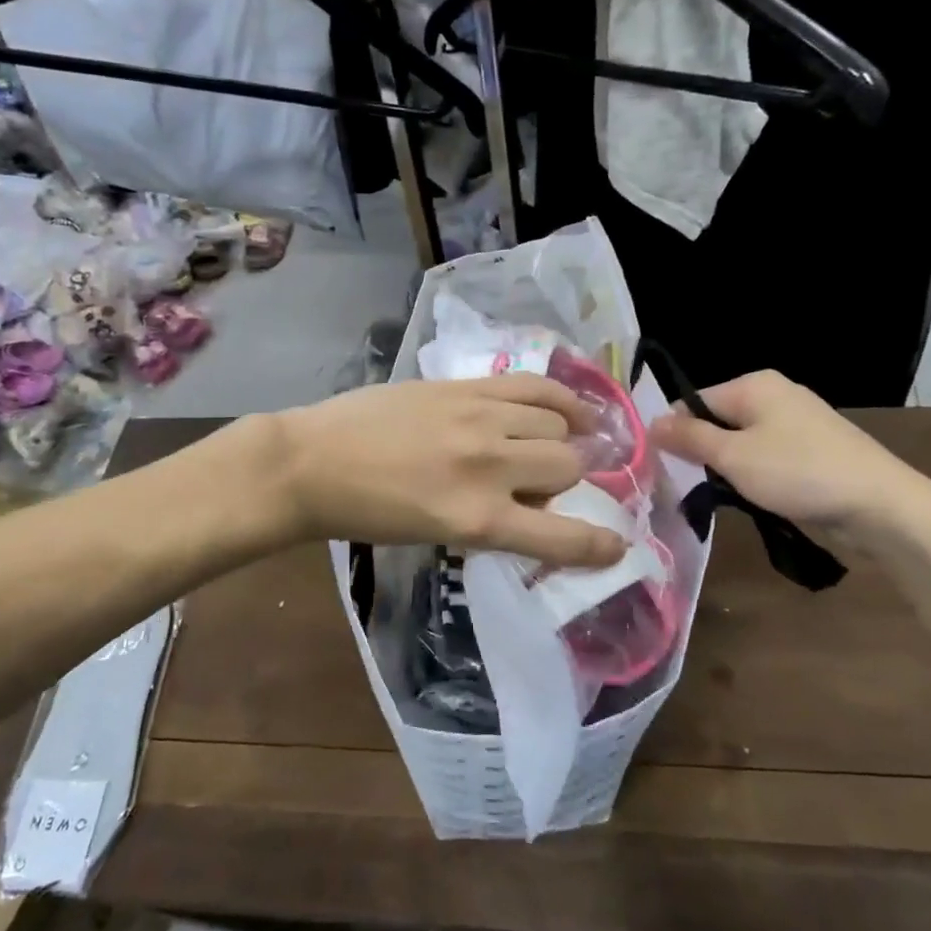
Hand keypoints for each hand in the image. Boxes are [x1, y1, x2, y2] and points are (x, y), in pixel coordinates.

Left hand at [275, 376, 628, 566]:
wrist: (312, 463)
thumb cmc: (368, 513)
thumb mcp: (437, 533)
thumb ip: (493, 519)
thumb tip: (537, 501)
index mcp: (478, 519)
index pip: (563, 536)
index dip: (600, 543)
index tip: (617, 544)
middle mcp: (489, 467)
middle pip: (568, 465)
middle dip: (571, 478)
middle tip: (554, 480)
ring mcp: (478, 419)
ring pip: (556, 422)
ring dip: (563, 436)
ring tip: (553, 440)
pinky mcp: (464, 386)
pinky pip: (531, 386)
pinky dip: (559, 396)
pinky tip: (568, 405)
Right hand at [649, 370, 930, 544]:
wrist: (881, 506)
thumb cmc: (799, 473)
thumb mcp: (733, 456)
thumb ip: (689, 438)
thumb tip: (650, 422)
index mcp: (753, 385)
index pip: (693, 401)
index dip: (674, 433)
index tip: (664, 468)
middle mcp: (774, 395)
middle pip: (717, 421)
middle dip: (701, 453)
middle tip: (689, 486)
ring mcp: (796, 422)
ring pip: (740, 442)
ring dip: (727, 468)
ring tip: (721, 497)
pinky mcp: (811, 450)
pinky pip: (765, 456)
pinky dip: (754, 476)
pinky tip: (754, 498)